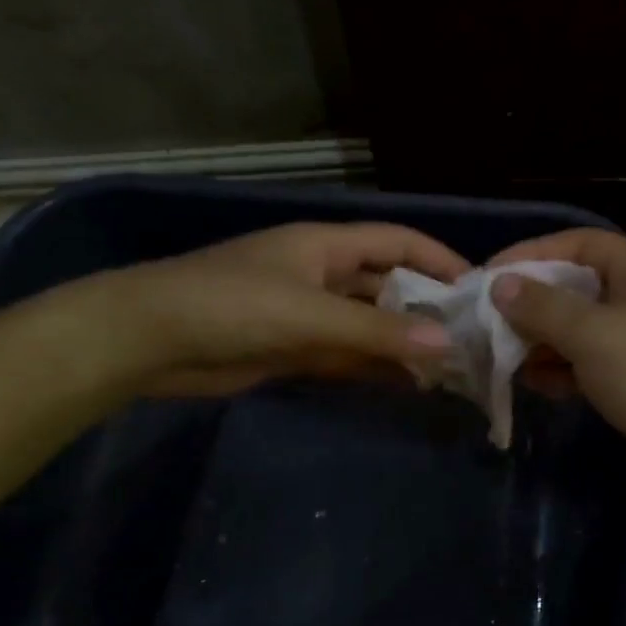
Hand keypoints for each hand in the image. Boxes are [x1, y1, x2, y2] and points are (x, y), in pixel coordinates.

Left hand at [87, 221, 468, 397]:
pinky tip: (410, 383)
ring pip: (371, 324)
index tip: (479, 287)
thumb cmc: (229, 305)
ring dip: (404, 342)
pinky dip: (376, 366)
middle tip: (472, 337)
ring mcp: (309, 313)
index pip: (397, 242)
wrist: (146, 342)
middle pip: (388, 285)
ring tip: (451, 366)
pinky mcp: (295, 348)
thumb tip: (446, 344)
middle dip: (427, 307)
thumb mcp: (309, 313)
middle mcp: (323, 274)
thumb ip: (377, 330)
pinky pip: (348, 354)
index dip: (439, 259)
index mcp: (325, 246)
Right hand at [487, 229, 625, 521]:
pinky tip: (538, 385)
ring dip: (544, 342)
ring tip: (505, 358)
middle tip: (488, 324)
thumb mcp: (593, 335)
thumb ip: (542, 308)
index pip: (580, 244)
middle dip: (534, 304)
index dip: (532, 254)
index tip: (488, 277)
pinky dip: (565, 370)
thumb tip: (501, 285)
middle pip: (579, 288)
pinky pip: (594, 365)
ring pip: (584, 330)